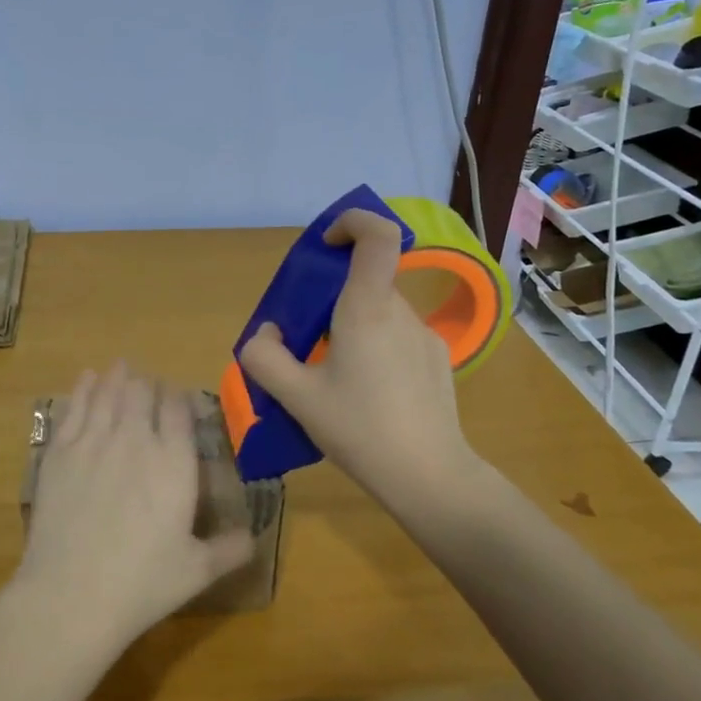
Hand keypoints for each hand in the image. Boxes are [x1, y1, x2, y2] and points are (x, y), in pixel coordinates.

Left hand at [13, 364, 254, 654]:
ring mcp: (93, 441)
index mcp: (174, 461)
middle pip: (142, 392)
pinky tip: (86, 379)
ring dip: (117, 377)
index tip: (178, 400)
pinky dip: (83, 388)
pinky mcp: (59, 451)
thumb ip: (230, 549)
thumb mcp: (197, 571)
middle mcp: (136, 439)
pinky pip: (74, 407)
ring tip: (120, 367)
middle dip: (148, 385)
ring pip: (108, 392)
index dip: (179, 398)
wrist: (72, 595)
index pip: (179, 409)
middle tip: (148, 388)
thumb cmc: (142, 583)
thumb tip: (255, 538)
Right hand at [238, 208, 480, 509]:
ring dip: (351, 326)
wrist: (429, 477)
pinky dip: (374, 347)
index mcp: (367, 309)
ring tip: (333, 377)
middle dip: (331, 297)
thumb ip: (264, 358)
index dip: (352, 223)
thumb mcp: (296, 398)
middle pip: (367, 280)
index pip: (377, 235)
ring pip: (379, 312)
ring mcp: (424, 336)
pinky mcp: (436, 360)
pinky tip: (366, 394)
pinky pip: (397, 336)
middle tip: (306, 339)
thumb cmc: (360, 430)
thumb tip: (266, 334)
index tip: (325, 246)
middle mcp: (400, 312)